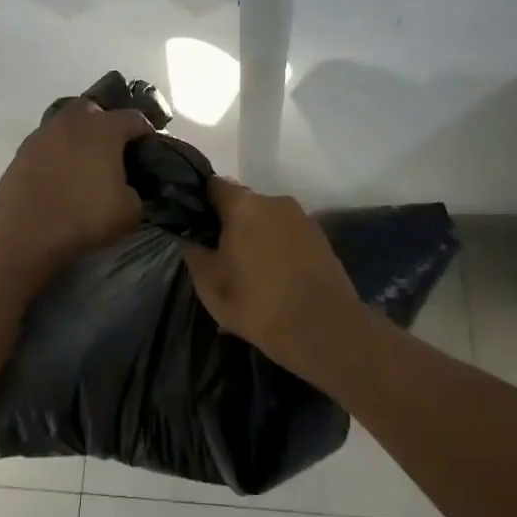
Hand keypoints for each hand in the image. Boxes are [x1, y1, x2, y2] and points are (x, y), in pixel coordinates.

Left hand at [0, 101, 151, 278]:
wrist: (22, 230)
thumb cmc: (83, 216)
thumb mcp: (129, 211)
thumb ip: (136, 191)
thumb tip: (128, 187)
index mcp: (105, 128)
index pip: (135, 119)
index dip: (146, 133)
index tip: (150, 149)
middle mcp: (75, 120)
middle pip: (97, 110)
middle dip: (108, 124)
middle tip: (115, 150)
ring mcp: (45, 131)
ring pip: (69, 124)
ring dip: (80, 137)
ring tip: (86, 161)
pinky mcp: (23, 149)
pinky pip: (50, 142)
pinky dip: (59, 151)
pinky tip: (62, 171)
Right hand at [184, 178, 367, 372]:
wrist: (324, 330)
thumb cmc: (258, 304)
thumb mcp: (210, 285)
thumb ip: (195, 254)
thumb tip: (192, 238)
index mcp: (243, 205)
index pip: (214, 186)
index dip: (201, 202)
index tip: (195, 226)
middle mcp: (274, 201)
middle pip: (243, 204)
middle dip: (231, 225)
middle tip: (222, 257)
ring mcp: (302, 218)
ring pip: (268, 221)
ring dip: (257, 238)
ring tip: (251, 275)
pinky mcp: (321, 239)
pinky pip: (288, 237)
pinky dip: (278, 251)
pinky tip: (276, 281)